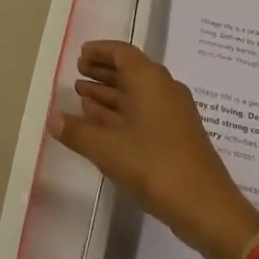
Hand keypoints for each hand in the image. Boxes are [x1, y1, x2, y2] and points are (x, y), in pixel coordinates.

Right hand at [51, 41, 258, 258]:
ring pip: (136, 94)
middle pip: (130, 70)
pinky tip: (103, 126)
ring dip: (110, 94)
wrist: (206, 206)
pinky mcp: (177, 135)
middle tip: (77, 74)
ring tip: (82, 98)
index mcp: (150, 79)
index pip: (121, 52)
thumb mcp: (107, 148)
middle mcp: (164, 88)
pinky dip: (122, 113)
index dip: (99, 51)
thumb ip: (78, 131)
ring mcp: (173, 112)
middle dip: (102, 72)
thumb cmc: (154, 165)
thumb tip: (53, 118)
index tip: (79, 56)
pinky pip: (144, 112)